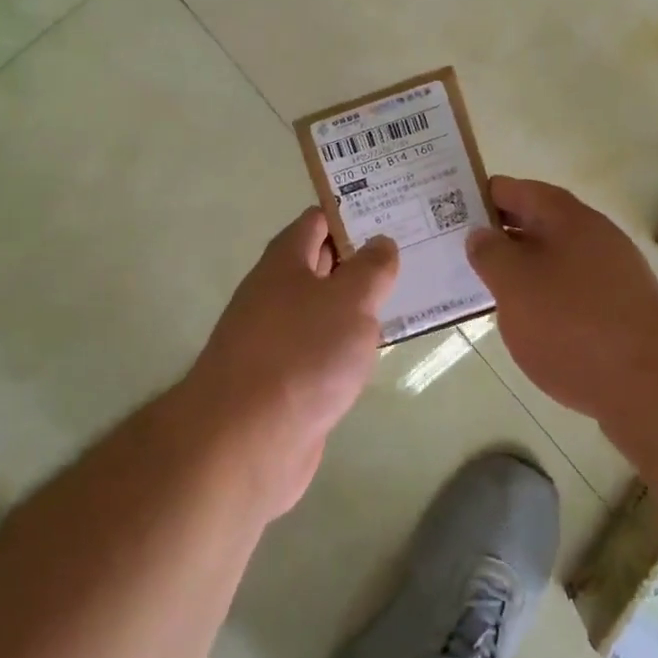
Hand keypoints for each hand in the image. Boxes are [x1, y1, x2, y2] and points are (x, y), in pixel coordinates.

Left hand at [184, 207, 398, 515]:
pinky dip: (346, 347)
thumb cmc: (301, 354)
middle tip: (412, 256)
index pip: (317, 221)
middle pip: (321, 265)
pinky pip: (322, 351)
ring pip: (323, 311)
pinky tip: (375, 354)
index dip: (353, 215)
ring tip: (406, 300)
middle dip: (361, 260)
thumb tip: (381, 242)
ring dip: (357, 307)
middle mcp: (275, 294)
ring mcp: (276, 340)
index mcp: (284, 262)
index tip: (393, 216)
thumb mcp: (349, 300)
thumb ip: (371, 269)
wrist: (245, 441)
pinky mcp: (283, 382)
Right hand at [466, 177, 657, 425]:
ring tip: (485, 287)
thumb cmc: (573, 326)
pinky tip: (527, 321)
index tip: (448, 211)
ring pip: (554, 257)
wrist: (653, 389)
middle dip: (498, 234)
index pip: (516, 190)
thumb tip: (480, 233)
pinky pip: (571, 288)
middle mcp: (595, 235)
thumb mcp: (515, 286)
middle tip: (457, 250)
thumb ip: (490, 253)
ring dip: (521, 267)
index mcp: (568, 217)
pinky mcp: (621, 309)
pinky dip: (544, 295)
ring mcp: (613, 273)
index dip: (481, 196)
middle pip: (537, 221)